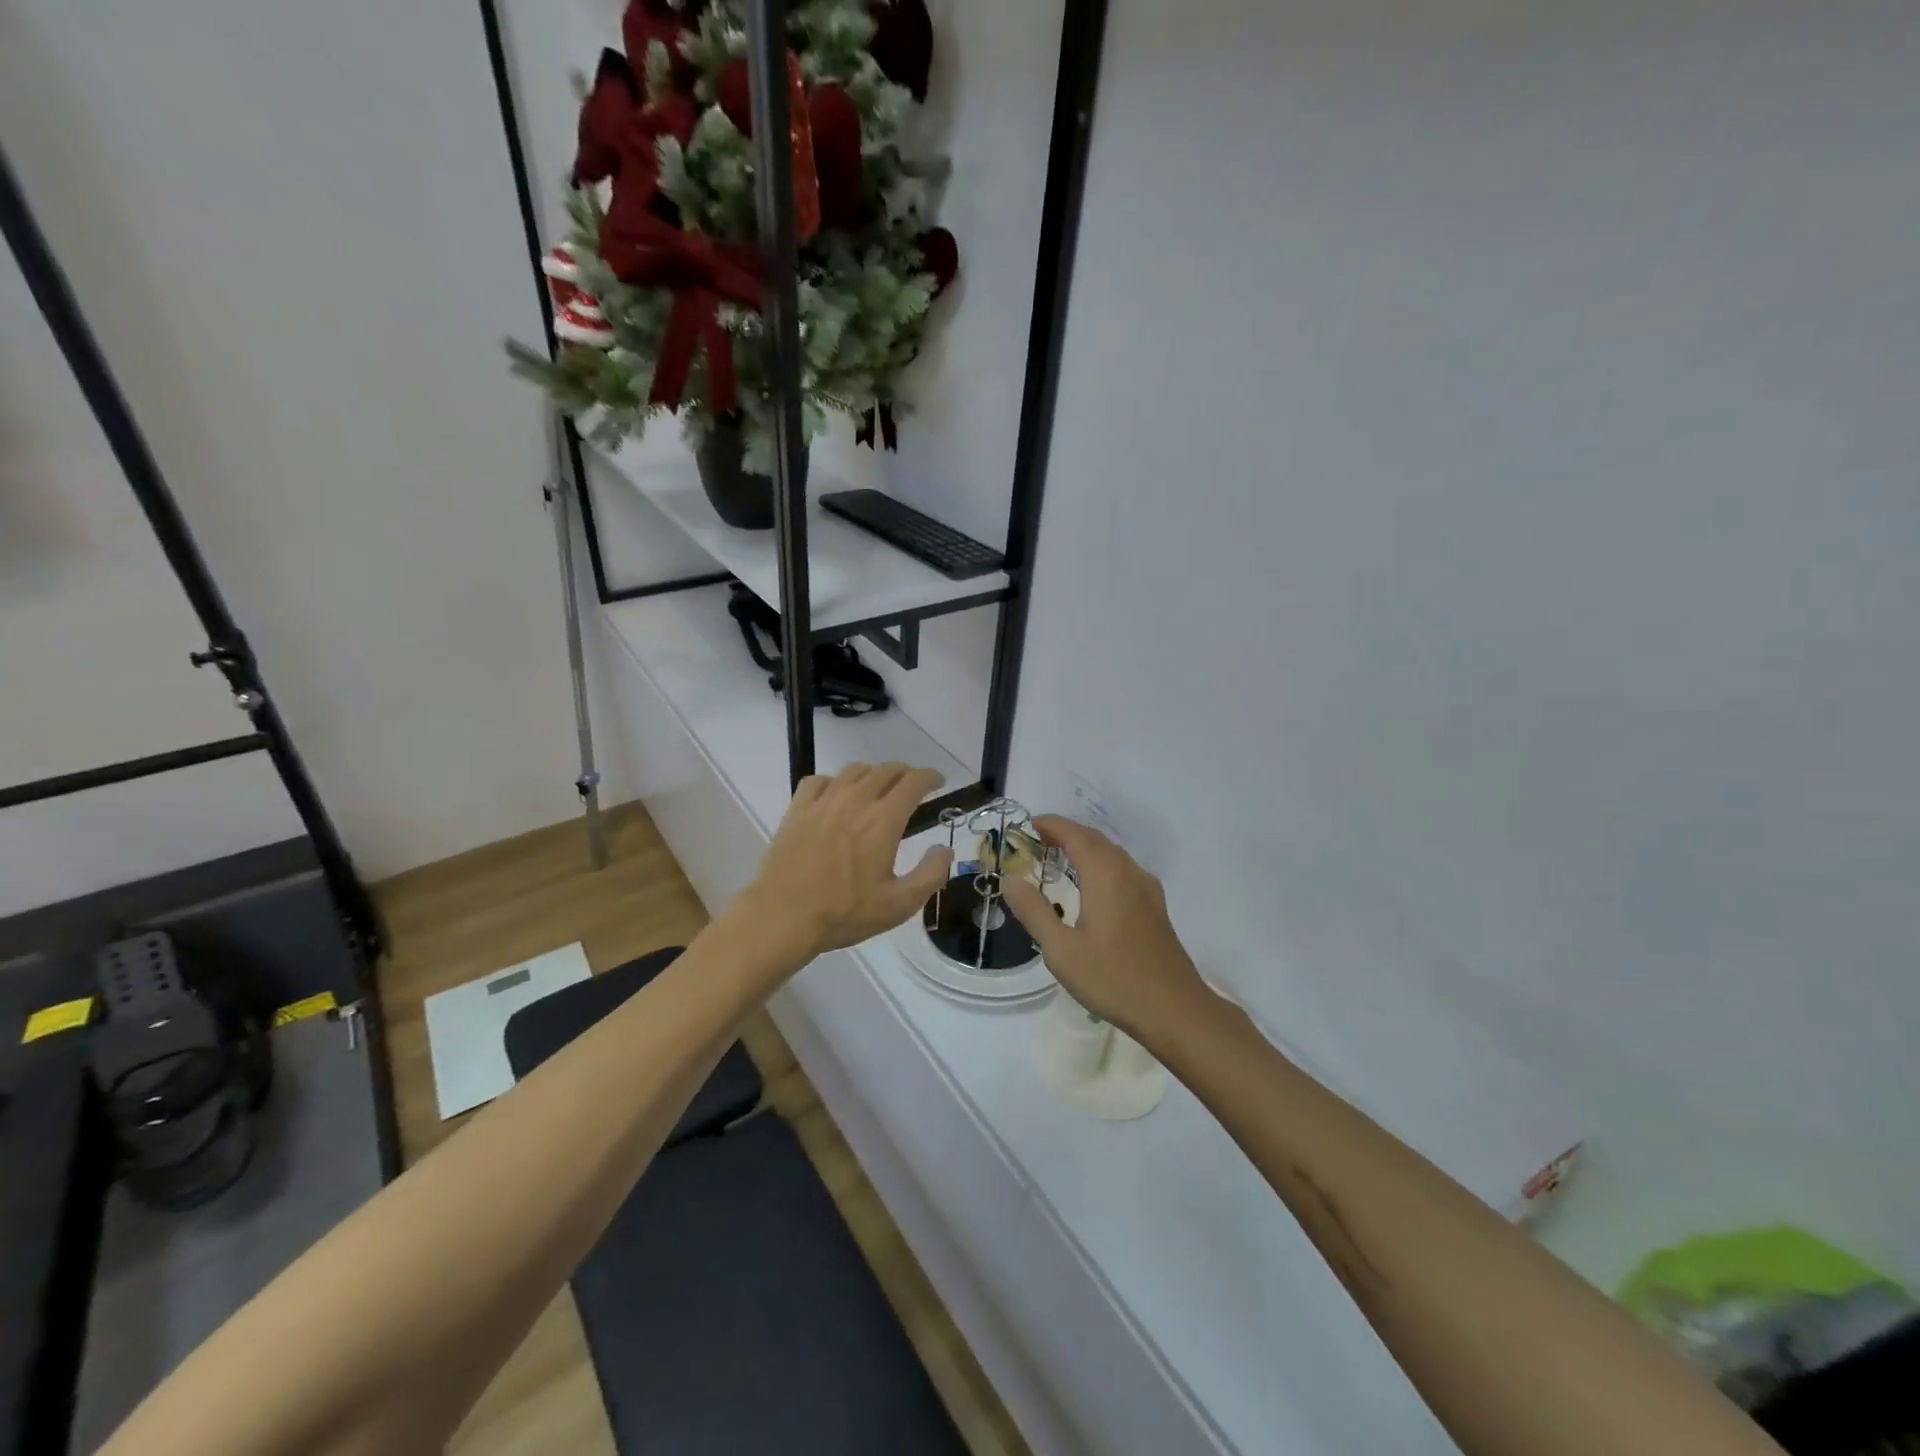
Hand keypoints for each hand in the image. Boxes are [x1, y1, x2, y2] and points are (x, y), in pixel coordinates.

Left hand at [740, 763, 953, 962]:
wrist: (783, 917)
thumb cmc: (845, 913)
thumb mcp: (900, 904)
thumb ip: (930, 874)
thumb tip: (943, 849)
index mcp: (883, 820)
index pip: (913, 782)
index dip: (930, 777)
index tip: (939, 781)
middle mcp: (855, 800)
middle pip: (886, 770)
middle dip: (905, 773)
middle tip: (913, 787)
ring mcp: (823, 802)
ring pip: (854, 770)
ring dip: (873, 774)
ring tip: (878, 787)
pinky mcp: (797, 810)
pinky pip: (819, 780)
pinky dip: (835, 781)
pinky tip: (836, 795)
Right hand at [1002, 816, 1210, 1041]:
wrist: (1175, 1010)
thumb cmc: (1113, 978)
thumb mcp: (1061, 950)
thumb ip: (1034, 911)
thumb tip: (1010, 880)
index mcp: (1106, 875)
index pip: (1075, 835)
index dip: (1052, 825)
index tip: (1028, 824)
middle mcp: (1129, 873)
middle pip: (1096, 840)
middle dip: (1067, 834)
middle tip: (1038, 841)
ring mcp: (1147, 890)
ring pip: (1113, 855)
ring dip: (1086, 848)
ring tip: (1060, 859)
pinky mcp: (1156, 908)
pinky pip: (1124, 871)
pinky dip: (1102, 865)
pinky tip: (1094, 887)